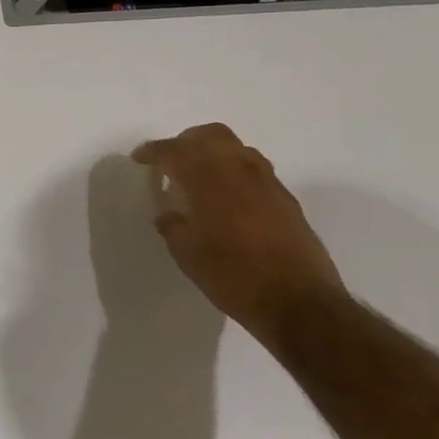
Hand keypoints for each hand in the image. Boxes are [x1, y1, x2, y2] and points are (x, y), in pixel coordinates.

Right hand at [132, 123, 347, 342]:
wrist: (299, 302)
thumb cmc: (233, 276)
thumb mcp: (187, 254)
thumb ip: (173, 226)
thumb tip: (169, 214)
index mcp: (209, 179)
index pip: (174, 151)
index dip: (153, 152)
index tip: (139, 158)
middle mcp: (239, 170)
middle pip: (211, 135)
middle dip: (186, 142)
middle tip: (170, 160)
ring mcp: (267, 182)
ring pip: (236, 149)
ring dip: (213, 154)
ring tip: (199, 178)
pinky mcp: (286, 199)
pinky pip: (254, 170)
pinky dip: (234, 173)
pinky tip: (227, 199)